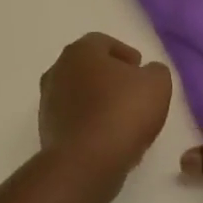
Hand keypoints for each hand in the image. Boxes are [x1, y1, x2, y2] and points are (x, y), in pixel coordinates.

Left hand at [39, 33, 173, 180]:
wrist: (86, 160)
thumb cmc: (122, 112)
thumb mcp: (157, 84)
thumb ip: (155, 71)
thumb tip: (147, 72)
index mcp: (80, 51)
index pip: (103, 42)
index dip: (124, 53)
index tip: (140, 68)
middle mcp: (57, 70)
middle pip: (87, 67)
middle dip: (109, 76)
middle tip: (131, 90)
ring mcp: (47, 101)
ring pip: (78, 93)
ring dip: (97, 99)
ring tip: (121, 116)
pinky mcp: (46, 129)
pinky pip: (73, 118)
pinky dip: (88, 121)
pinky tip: (107, 135)